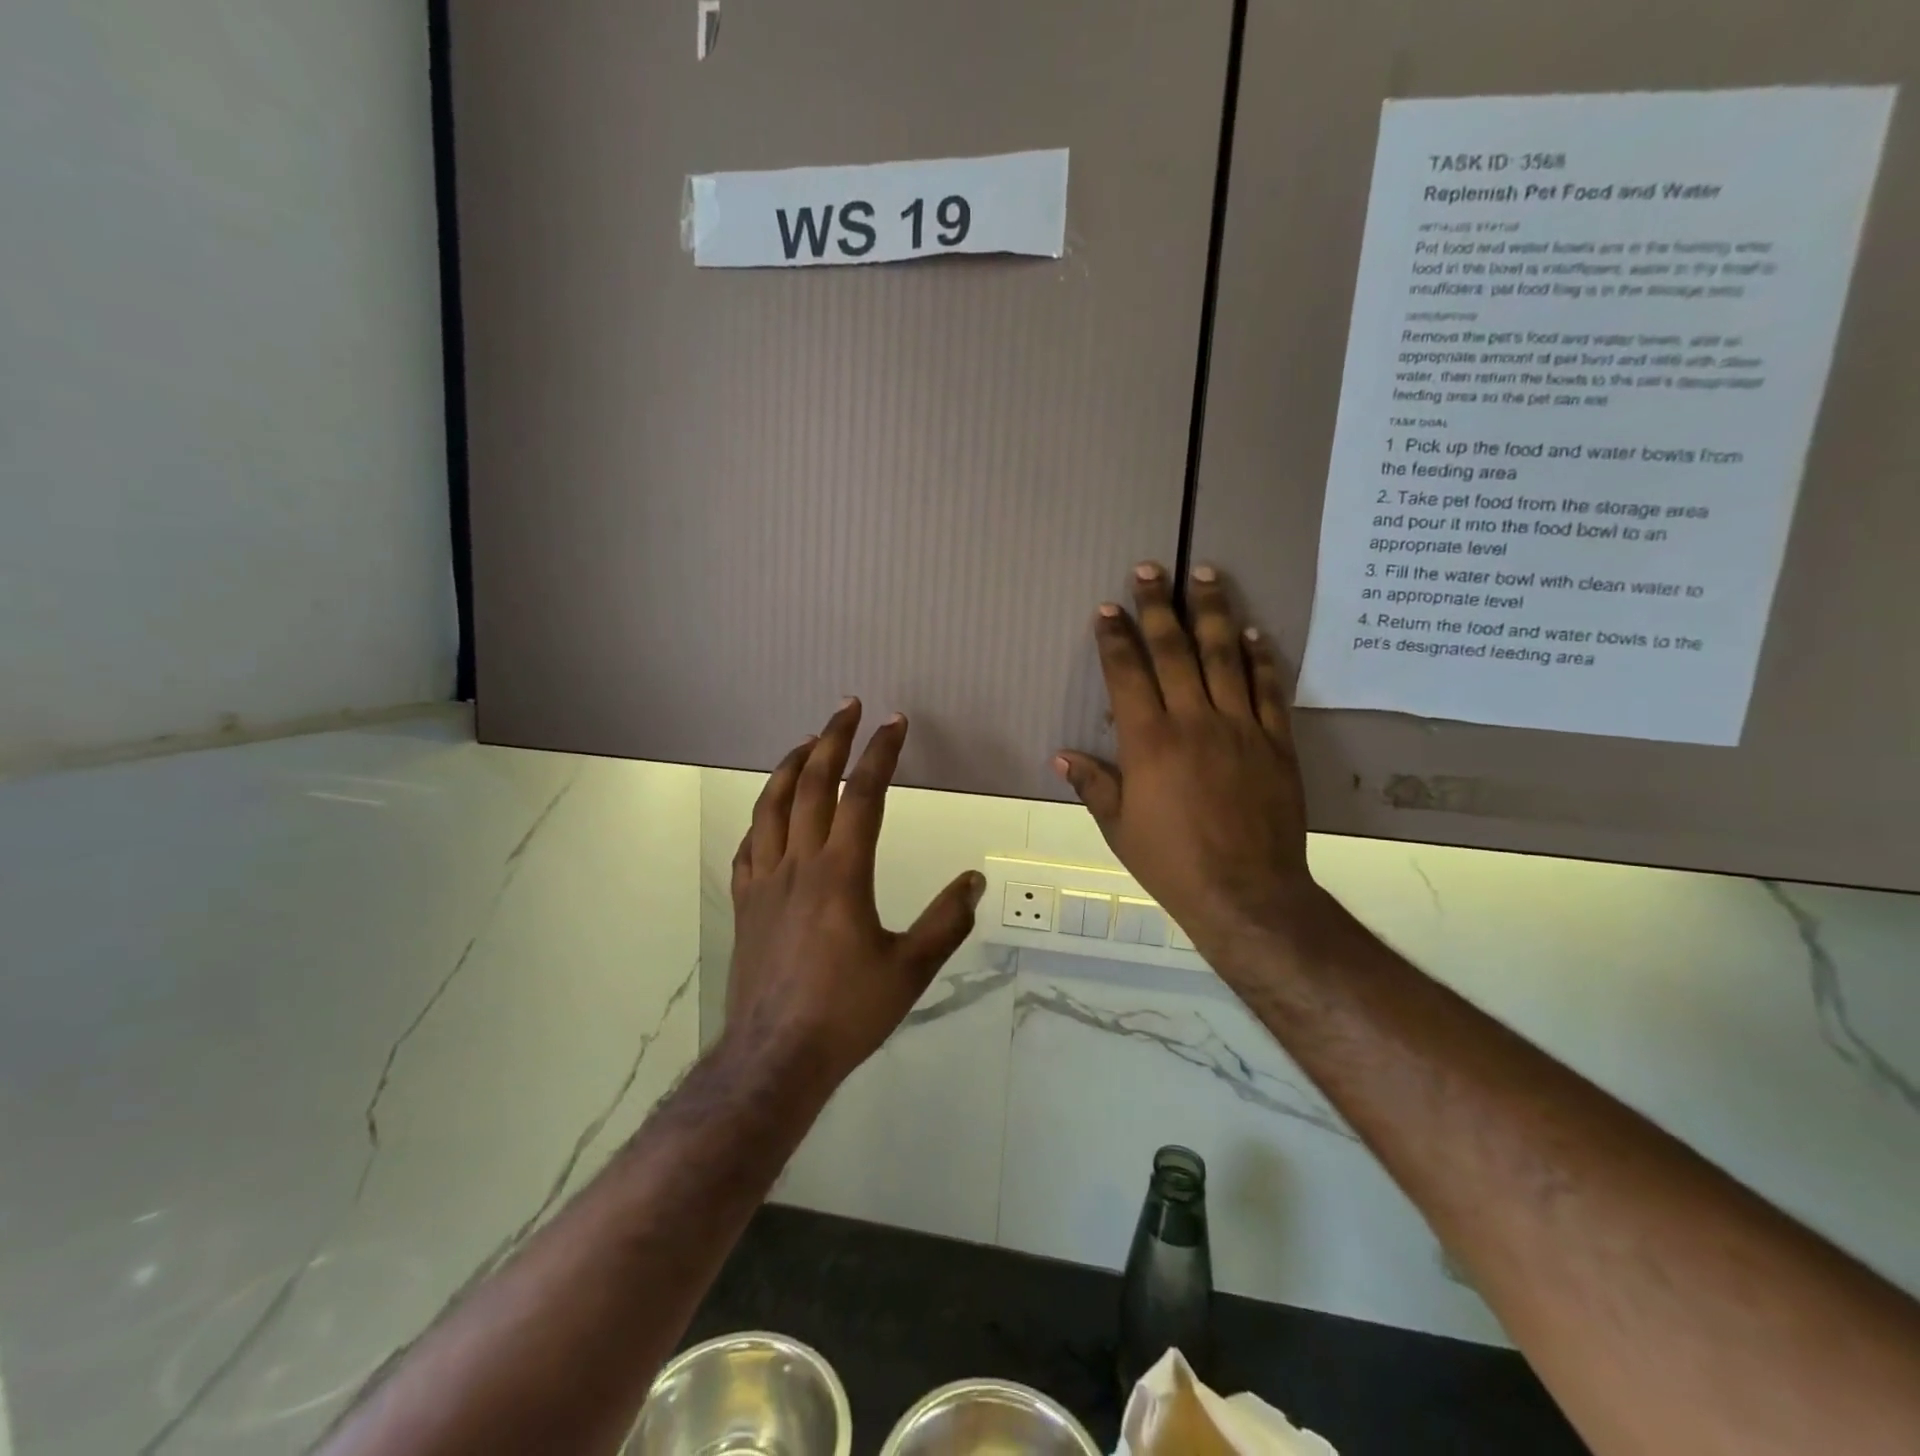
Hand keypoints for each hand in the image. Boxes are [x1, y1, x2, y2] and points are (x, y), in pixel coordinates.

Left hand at [724, 700, 984, 1090]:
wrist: (775, 1057)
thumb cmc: (847, 1012)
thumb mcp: (910, 970)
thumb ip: (946, 922)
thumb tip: (974, 880)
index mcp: (842, 873)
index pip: (863, 795)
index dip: (880, 753)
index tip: (894, 722)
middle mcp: (799, 864)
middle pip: (811, 785)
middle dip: (831, 739)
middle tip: (848, 707)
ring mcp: (765, 881)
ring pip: (771, 806)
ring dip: (789, 766)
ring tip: (806, 742)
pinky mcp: (746, 903)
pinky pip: (749, 845)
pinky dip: (762, 816)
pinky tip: (769, 813)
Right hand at [1054, 563, 1329, 973]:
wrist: (1246, 893)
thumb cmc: (1171, 862)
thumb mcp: (1119, 828)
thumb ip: (1093, 785)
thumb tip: (1061, 756)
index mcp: (1149, 741)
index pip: (1127, 674)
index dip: (1115, 638)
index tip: (1107, 608)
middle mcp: (1194, 721)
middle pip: (1175, 651)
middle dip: (1158, 606)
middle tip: (1150, 568)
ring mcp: (1240, 728)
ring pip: (1226, 657)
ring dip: (1213, 613)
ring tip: (1207, 574)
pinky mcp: (1276, 742)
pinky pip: (1269, 690)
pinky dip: (1262, 658)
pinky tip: (1255, 632)